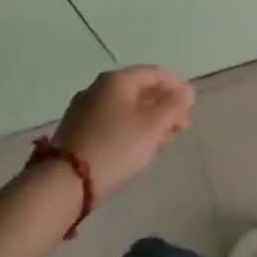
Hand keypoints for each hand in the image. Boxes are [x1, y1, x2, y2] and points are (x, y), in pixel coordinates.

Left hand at [51, 67, 194, 200]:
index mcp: (117, 79)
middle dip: (163, 107)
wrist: (65, 182)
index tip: (190, 109)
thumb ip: (174, 106)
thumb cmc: (116, 146)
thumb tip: (187, 91)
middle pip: (140, 90)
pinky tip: (136, 148)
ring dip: (148, 120)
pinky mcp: (76, 130)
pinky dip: (129, 129)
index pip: (156, 73)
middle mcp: (98, 87)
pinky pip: (111, 121)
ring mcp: (84, 108)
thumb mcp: (153, 126)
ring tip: (161, 141)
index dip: (177, 88)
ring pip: (125, 107)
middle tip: (179, 128)